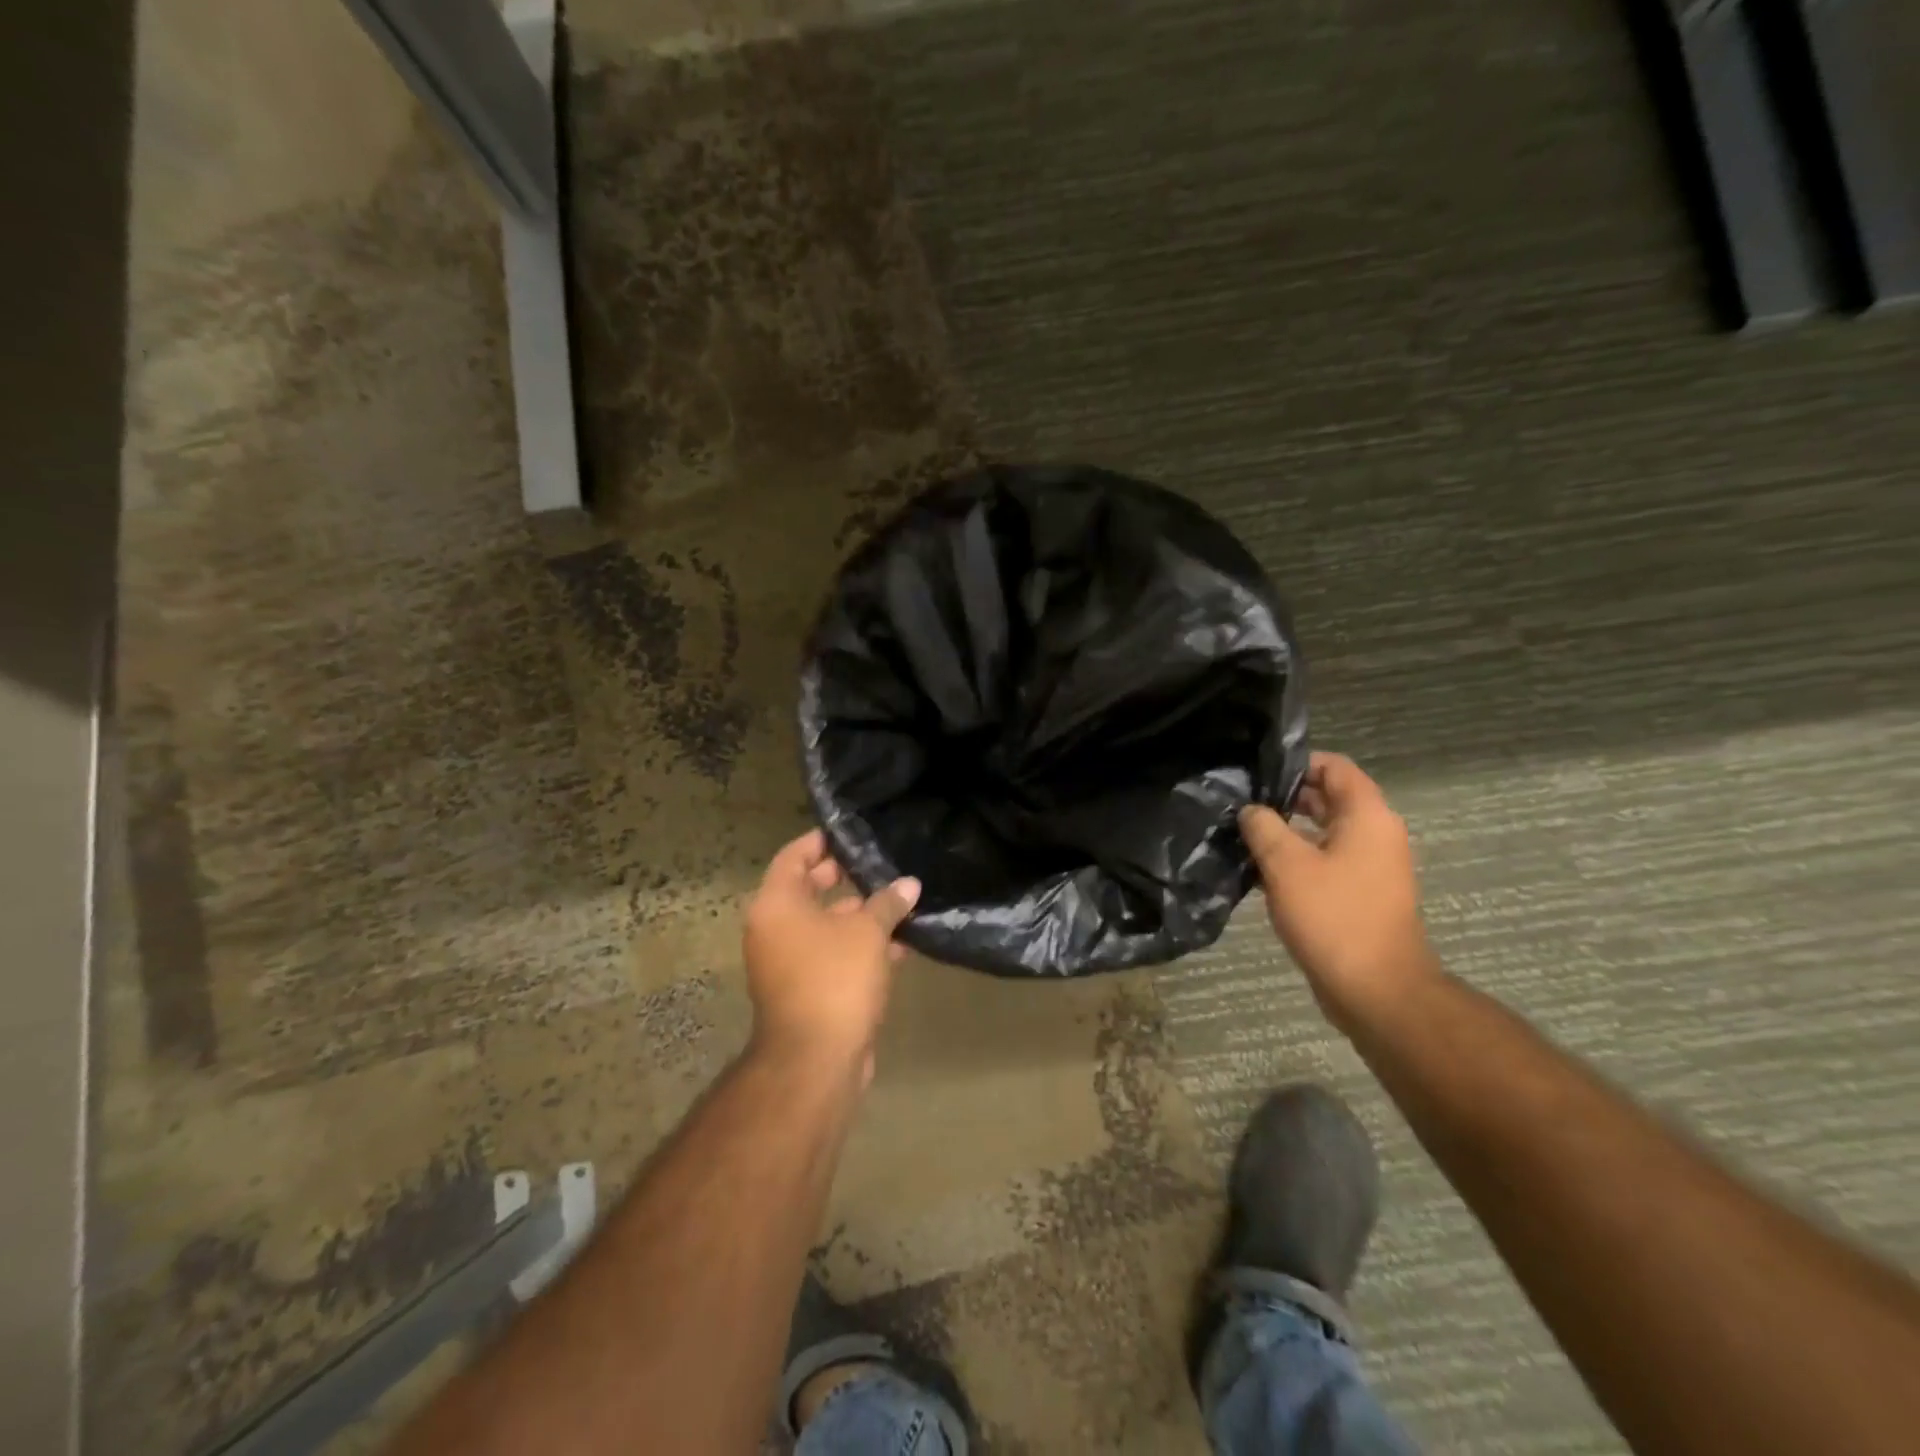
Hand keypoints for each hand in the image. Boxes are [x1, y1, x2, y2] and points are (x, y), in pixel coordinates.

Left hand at [742, 830, 920, 1082]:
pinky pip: (830, 955)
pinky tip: (898, 946)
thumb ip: (888, 903)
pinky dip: (857, 948)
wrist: (815, 1060)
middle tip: (878, 864)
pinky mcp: (804, 989)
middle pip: (808, 890)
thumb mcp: (868, 933)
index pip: (794, 856)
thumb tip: (909, 884)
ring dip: (858, 916)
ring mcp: (786, 962)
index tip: (852, 833)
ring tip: (899, 903)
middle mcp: (773, 929)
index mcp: (776, 905)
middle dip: (844, 877)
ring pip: (824, 926)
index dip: (822, 841)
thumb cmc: (835, 979)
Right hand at [1239, 752, 1436, 1023]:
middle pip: (1330, 798)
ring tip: (1243, 833)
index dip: (1296, 763)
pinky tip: (1260, 869)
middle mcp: (1375, 835)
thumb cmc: (1333, 917)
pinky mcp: (1361, 895)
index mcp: (1367, 817)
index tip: (1256, 772)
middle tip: (1241, 802)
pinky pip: (1326, 861)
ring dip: (1288, 830)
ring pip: (1325, 832)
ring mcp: (1371, 867)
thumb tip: (1251, 810)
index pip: (1335, 767)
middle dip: (1285, 797)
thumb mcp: (1286, 865)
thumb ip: (1264, 827)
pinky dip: (1298, 859)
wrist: (1377, 991)